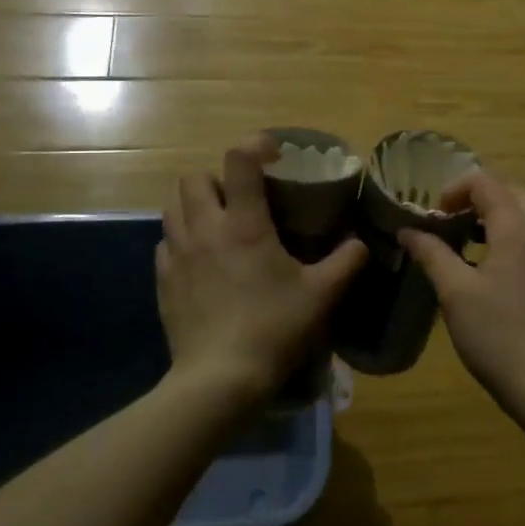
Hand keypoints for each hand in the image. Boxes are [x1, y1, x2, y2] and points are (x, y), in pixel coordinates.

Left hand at [158, 137, 366, 403]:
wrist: (220, 379)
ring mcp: (178, 255)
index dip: (255, 145)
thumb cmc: (274, 328)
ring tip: (217, 222)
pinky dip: (181, 238)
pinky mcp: (163, 281)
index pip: (239, 161)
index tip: (273, 153)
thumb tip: (361, 243)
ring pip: (172, 206)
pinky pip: (165, 242)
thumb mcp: (322, 295)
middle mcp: (205, 229)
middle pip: (194, 178)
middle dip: (217, 178)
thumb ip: (346, 262)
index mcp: (245, 224)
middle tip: (241, 197)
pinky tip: (200, 259)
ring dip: (194, 204)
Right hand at [400, 172, 524, 407]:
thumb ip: (432, 254)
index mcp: (516, 230)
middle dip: (476, 198)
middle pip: (510, 194)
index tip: (432, 215)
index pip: (486, 183)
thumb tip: (408, 230)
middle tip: (448, 220)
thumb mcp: (455, 292)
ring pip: (523, 217)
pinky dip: (505, 237)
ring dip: (492, 218)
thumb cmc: (497, 334)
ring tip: (461, 240)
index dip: (455, 189)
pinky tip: (483, 268)